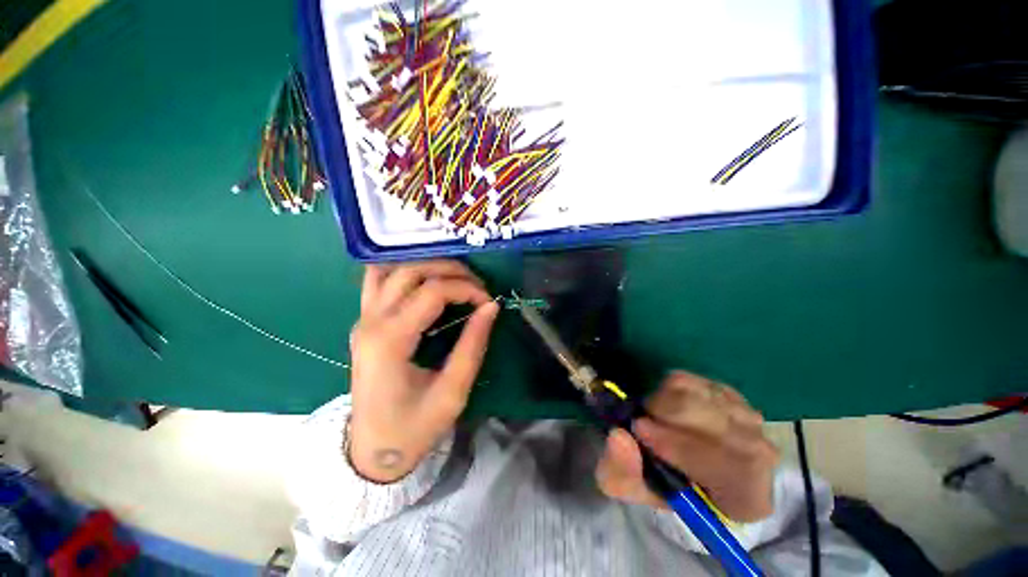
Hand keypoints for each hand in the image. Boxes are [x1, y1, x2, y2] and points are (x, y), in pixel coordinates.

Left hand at [348, 261, 499, 482]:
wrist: (372, 450)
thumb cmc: (414, 427)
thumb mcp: (453, 392)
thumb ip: (473, 344)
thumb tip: (491, 306)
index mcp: (390, 341)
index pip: (432, 291)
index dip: (466, 289)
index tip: (488, 301)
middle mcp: (371, 321)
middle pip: (411, 270)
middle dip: (451, 270)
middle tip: (477, 285)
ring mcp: (363, 318)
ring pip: (392, 268)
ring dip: (428, 265)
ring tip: (456, 278)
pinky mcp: (364, 321)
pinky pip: (379, 280)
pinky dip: (404, 270)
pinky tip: (426, 278)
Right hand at [595, 371, 778, 521]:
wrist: (690, 469)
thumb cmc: (666, 486)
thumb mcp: (638, 491)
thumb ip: (623, 473)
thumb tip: (619, 436)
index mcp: (747, 498)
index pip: (728, 465)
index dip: (679, 445)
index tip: (640, 430)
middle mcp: (761, 456)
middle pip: (713, 421)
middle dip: (666, 416)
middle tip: (641, 421)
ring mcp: (747, 418)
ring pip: (698, 394)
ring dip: (665, 401)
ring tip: (656, 416)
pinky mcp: (728, 393)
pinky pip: (693, 379)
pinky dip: (670, 387)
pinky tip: (670, 406)